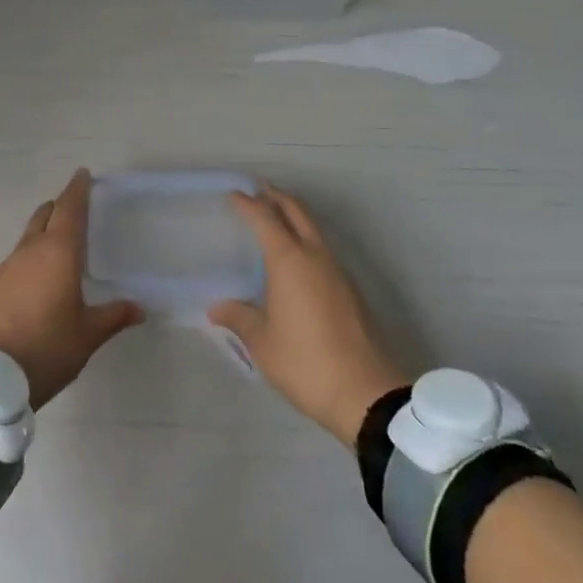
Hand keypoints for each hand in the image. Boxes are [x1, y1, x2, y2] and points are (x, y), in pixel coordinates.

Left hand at [0, 170, 142, 408]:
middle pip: (45, 215)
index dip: (78, 189)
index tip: (83, 174)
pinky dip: (32, 254)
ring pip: (29, 235)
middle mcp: (31, 250)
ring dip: (44, 229)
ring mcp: (8, 266)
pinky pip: (18, 257)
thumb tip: (139, 308)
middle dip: (60, 206)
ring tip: (60, 242)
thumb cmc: (47, 347)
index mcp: (59, 252)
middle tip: (75, 207)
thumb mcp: (88, 335)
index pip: (70, 208)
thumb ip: (113, 316)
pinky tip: (39, 275)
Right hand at [209, 187, 411, 447]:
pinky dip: (305, 240)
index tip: (233, 194)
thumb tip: (217, 307)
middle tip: (257, 190)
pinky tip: (295, 260)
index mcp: (289, 261)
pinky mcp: (350, 290)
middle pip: (296, 211)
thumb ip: (239, 318)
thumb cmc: (305, 362)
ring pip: (313, 229)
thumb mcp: (262, 343)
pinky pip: (322, 250)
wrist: (365, 392)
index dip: (247, 203)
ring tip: (274, 220)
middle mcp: (315, 256)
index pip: (265, 218)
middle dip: (276, 196)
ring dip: (293, 217)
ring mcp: (337, 271)